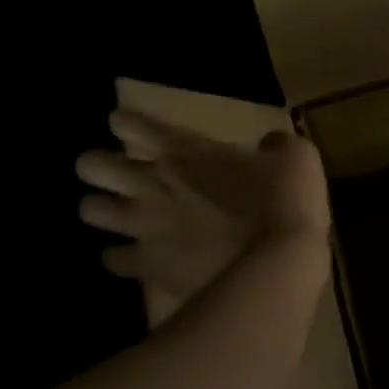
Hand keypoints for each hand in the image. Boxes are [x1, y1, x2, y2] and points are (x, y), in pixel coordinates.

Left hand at [75, 110, 329, 327]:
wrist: (279, 264)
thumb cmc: (288, 203)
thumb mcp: (297, 158)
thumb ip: (276, 146)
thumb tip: (270, 145)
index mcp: (187, 152)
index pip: (136, 126)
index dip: (125, 123)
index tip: (123, 124)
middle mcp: (155, 184)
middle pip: (94, 165)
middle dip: (97, 166)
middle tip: (113, 173)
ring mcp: (146, 227)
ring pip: (90, 211)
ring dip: (99, 210)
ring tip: (113, 215)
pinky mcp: (149, 266)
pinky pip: (114, 259)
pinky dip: (119, 257)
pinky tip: (131, 258)